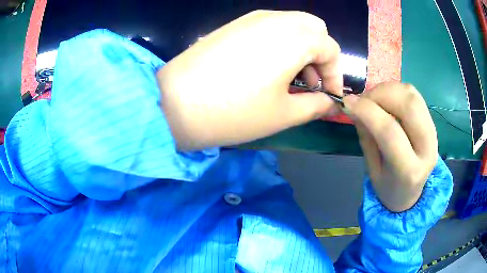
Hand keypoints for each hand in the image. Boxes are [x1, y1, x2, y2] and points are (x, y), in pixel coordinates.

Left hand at [157, 10, 341, 149]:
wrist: (174, 103)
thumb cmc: (234, 112)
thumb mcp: (284, 114)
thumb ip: (316, 105)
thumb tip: (330, 102)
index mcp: (295, 37)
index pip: (331, 48)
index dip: (335, 74)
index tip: (329, 96)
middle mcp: (276, 19)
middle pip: (314, 29)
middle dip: (320, 55)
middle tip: (309, 83)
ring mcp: (252, 18)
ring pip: (292, 25)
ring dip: (301, 48)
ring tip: (289, 78)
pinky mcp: (234, 24)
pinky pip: (270, 26)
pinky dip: (280, 42)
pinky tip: (267, 66)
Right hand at [343, 82, 437, 211]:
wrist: (411, 193)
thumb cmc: (388, 187)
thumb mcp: (372, 170)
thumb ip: (366, 137)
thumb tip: (354, 106)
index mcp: (409, 170)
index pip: (390, 132)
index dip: (367, 112)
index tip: (347, 102)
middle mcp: (427, 148)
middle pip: (408, 105)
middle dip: (380, 94)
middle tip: (362, 100)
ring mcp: (433, 133)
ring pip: (412, 95)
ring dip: (388, 89)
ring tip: (373, 99)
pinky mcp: (432, 122)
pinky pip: (414, 95)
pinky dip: (396, 90)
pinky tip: (386, 100)